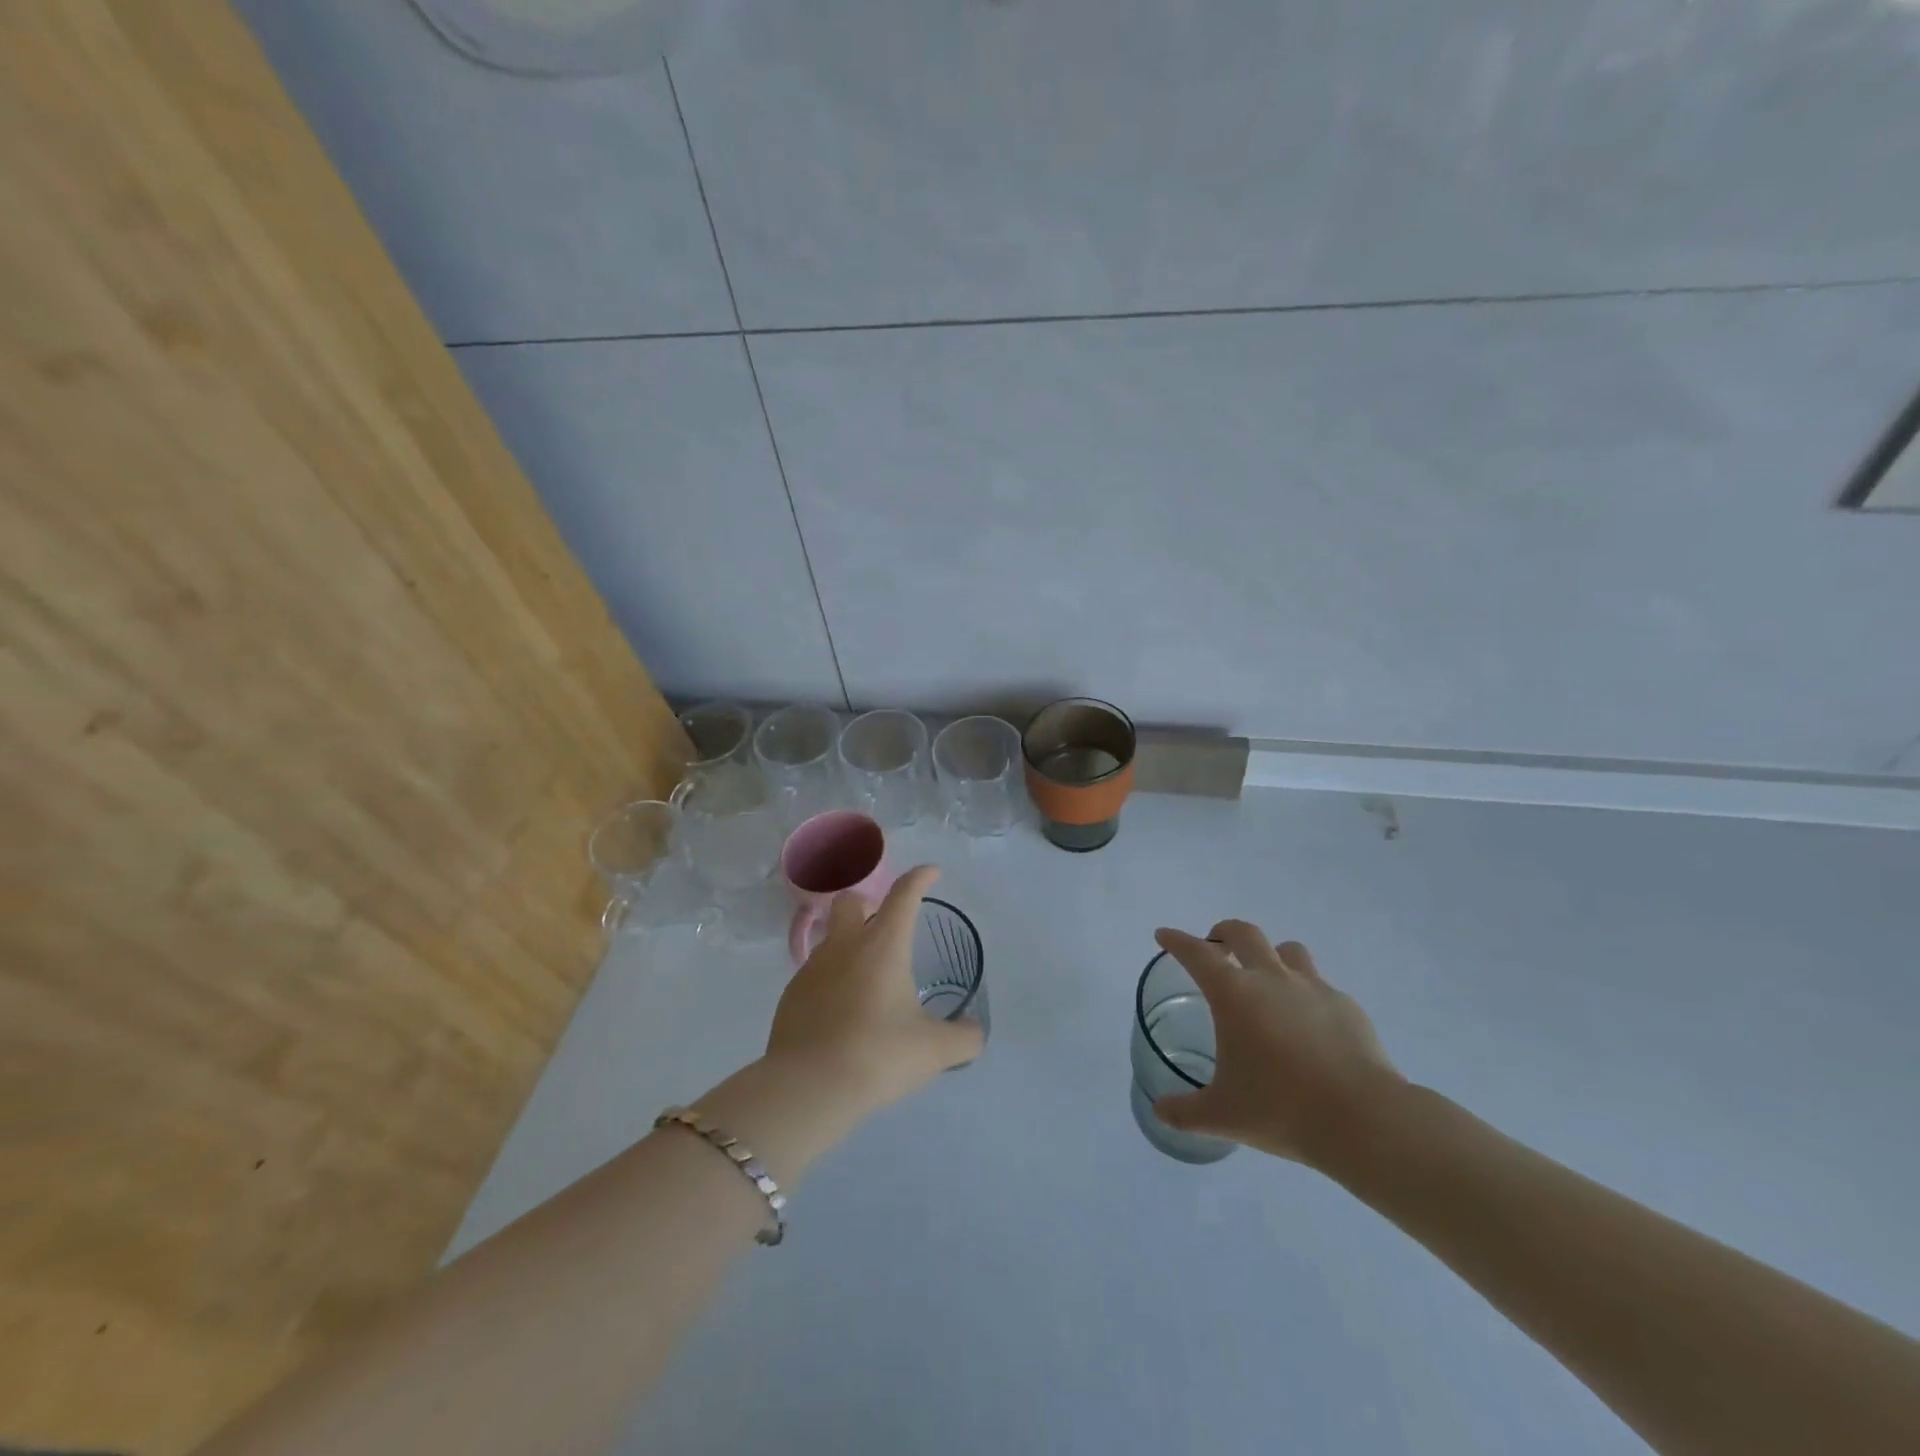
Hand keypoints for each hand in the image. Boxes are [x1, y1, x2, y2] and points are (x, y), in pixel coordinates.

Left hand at [766, 865, 983, 1117]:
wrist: (808, 1087)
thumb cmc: (878, 1055)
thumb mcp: (934, 1051)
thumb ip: (963, 1038)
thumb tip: (974, 1032)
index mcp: (883, 945)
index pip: (904, 894)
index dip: (920, 878)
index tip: (931, 873)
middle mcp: (845, 945)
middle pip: (850, 901)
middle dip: (868, 904)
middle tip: (885, 928)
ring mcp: (812, 968)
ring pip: (830, 939)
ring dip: (848, 946)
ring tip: (867, 982)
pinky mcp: (791, 995)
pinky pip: (814, 974)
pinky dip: (831, 981)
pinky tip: (841, 1013)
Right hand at [1151, 922, 1404, 1166]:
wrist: (1365, 1120)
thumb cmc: (1282, 1109)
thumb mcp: (1223, 1116)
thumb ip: (1185, 1112)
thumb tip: (1160, 1111)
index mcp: (1234, 994)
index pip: (1196, 953)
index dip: (1176, 941)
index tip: (1164, 936)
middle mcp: (1271, 978)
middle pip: (1244, 933)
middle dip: (1224, 933)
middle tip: (1216, 946)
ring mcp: (1313, 988)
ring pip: (1287, 950)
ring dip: (1270, 956)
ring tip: (1266, 979)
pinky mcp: (1347, 1006)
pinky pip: (1320, 985)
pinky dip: (1306, 993)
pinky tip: (1308, 1024)